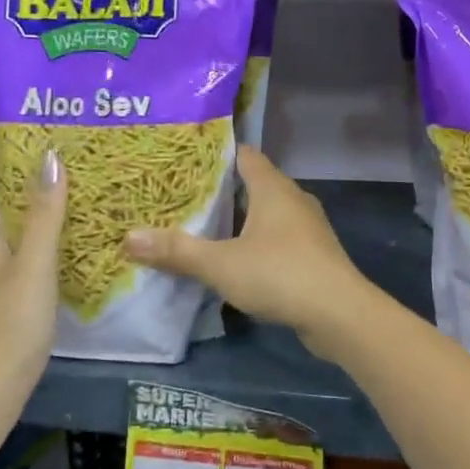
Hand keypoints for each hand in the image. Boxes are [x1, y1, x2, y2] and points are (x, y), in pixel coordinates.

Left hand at [0, 152, 66, 403]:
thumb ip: (45, 213)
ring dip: (21, 229)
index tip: (17, 159)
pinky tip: (52, 267)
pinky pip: (5, 273)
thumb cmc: (12, 320)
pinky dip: (25, 259)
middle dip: (12, 198)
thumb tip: (49, 158)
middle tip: (51, 185)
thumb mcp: (36, 262)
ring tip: (59, 219)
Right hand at [122, 145, 373, 361]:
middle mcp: (292, 199)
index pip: (242, 154)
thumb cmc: (280, 275)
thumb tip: (129, 237)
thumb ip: (177, 251)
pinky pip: (277, 237)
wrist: (340, 315)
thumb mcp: (221, 264)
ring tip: (200, 226)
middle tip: (180, 195)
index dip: (214, 153)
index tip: (182, 158)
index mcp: (273, 187)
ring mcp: (306, 227)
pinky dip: (254, 241)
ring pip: (265, 212)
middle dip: (219, 189)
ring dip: (238, 218)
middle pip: (252, 183)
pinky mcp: (312, 254)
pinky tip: (233, 259)